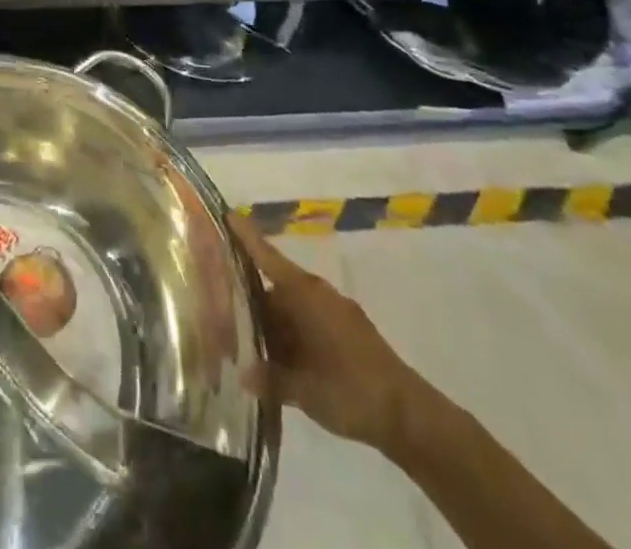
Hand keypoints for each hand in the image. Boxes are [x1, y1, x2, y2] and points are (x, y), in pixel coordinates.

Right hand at [229, 215, 427, 453]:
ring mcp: (335, 312)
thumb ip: (269, 378)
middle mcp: (316, 294)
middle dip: (249, 301)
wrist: (409, 415)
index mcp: (303, 294)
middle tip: (221, 310)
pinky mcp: (347, 333)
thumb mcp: (303, 389)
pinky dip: (291, 337)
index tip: (225, 213)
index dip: (245, 236)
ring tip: (245, 340)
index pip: (266, 256)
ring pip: (291, 310)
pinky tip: (279, 361)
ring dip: (271, 324)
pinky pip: (308, 324)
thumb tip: (242, 374)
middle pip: (273, 289)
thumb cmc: (349, 389)